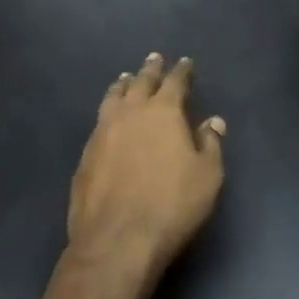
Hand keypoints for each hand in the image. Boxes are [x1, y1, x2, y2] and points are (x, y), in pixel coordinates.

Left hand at [68, 54, 224, 283]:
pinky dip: (108, 111)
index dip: (182, 71)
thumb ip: (209, 144)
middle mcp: (130, 112)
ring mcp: (103, 132)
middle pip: (141, 82)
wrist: (117, 240)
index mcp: (163, 112)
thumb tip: (213, 121)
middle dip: (150, 69)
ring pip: (114, 97)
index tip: (185, 63)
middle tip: (154, 58)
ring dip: (123, 85)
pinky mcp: (86, 155)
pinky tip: (109, 119)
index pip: (174, 82)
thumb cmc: (171, 206)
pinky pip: (99, 121)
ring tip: (127, 79)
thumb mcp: (207, 177)